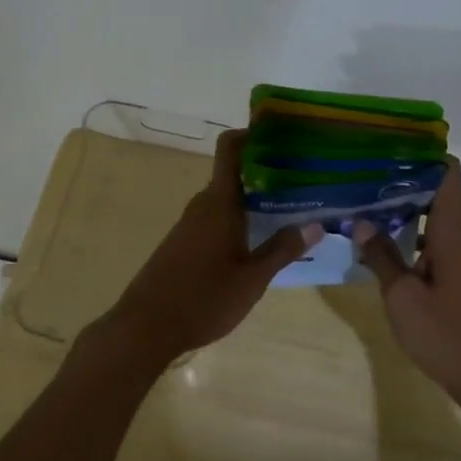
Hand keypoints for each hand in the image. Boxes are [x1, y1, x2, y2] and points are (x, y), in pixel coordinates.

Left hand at [98, 129, 322, 367]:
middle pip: (234, 173)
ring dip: (254, 199)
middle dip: (267, 172)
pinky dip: (239, 218)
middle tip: (303, 179)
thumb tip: (315, 224)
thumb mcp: (252, 279)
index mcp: (219, 202)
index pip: (231, 148)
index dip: (252, 133)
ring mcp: (189, 224)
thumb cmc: (203, 299)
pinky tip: (259, 239)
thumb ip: (283, 250)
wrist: (145, 327)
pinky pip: (216, 218)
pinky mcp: (183, 243)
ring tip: (290, 208)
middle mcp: (203, 205)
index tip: (282, 134)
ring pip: (226, 199)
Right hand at [352, 160, 460, 404]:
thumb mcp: (402, 297)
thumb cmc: (447, 335)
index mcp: (451, 232)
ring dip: (399, 207)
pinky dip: (405, 234)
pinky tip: (376, 242)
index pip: (446, 173)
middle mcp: (458, 237)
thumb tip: (361, 221)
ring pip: (429, 216)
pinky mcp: (454, 276)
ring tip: (360, 200)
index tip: (386, 145)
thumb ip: (381, 256)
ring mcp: (458, 257)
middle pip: (434, 190)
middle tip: (359, 172)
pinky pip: (428, 240)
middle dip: (399, 178)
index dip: (420, 153)